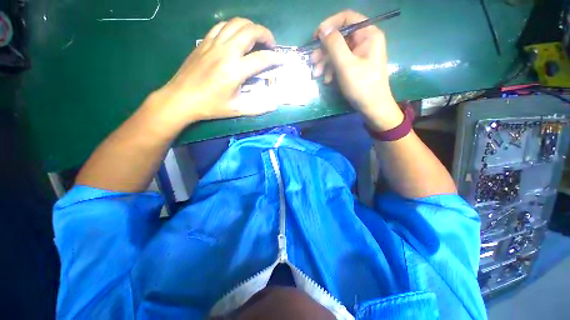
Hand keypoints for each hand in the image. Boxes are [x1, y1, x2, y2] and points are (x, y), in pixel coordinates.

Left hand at [145, 18, 283, 129]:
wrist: (181, 98)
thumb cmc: (210, 106)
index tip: (282, 60)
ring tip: (257, 38)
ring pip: (236, 23)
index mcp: (235, 71)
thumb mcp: (236, 110)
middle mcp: (226, 52)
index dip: (275, 58)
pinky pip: (222, 26)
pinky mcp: (205, 42)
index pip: (261, 58)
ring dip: (251, 27)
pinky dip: (234, 27)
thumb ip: (258, 108)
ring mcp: (214, 44)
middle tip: (271, 45)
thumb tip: (274, 106)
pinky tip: (237, 36)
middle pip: (250, 31)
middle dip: (266, 34)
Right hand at [312, 10, 402, 130]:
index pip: (347, 18)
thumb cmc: (361, 85)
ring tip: (316, 74)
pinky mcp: (356, 66)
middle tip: (312, 61)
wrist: (372, 107)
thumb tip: (323, 28)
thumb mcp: (345, 64)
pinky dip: (332, 70)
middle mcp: (365, 40)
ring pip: (338, 51)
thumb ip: (334, 44)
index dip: (329, 25)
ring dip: (325, 62)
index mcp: (368, 34)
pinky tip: (327, 80)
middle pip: (340, 37)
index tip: (316, 38)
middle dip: (324, 50)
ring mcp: (360, 54)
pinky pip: (341, 62)